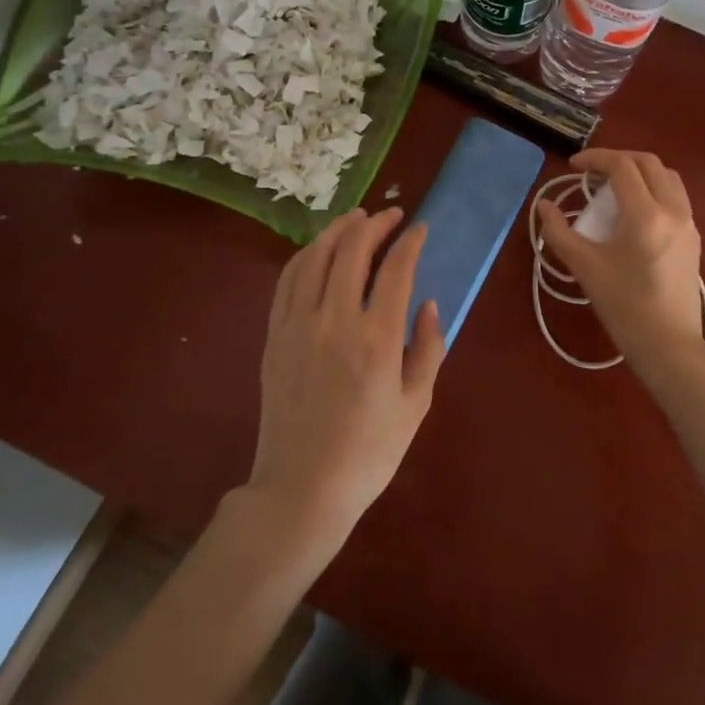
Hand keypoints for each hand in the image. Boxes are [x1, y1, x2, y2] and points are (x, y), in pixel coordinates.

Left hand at [247, 207, 445, 544]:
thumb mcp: (416, 405)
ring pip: (315, 257)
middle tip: (391, 215)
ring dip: (338, 230)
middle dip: (374, 224)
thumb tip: (427, 304)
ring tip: (356, 218)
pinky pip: (288, 280)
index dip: (410, 242)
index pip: (395, 269)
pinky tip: (319, 250)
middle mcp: (335, 321)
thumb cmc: (369, 452)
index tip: (419, 229)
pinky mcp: (275, 336)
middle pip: (352, 250)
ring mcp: (298, 325)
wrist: (302, 488)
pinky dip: (306, 255)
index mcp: (377, 340)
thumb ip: (428, 348)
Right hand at [536, 149, 704, 386]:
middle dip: (619, 160)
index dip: (596, 158)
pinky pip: (677, 198)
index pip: (622, 166)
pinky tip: (636, 212)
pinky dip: (655, 190)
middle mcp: (673, 210)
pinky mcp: (694, 239)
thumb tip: (544, 206)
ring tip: (615, 187)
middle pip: (649, 163)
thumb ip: (559, 232)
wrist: (668, 344)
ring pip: (668, 178)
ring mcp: (689, 224)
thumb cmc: (623, 306)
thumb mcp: (584, 267)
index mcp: (646, 214)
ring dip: (641, 172)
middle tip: (593, 172)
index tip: (573, 166)